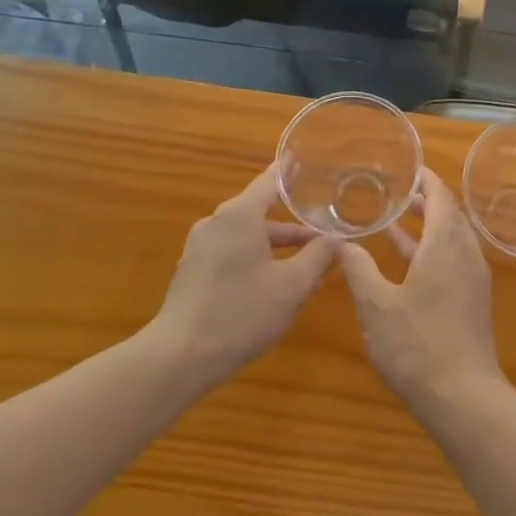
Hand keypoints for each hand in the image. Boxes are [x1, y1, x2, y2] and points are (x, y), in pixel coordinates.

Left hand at [152, 165, 340, 387]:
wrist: (179, 357)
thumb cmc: (241, 312)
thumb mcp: (292, 286)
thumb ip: (318, 257)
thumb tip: (336, 239)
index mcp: (239, 216)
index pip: (269, 182)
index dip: (290, 172)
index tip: (304, 159)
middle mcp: (216, 223)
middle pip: (260, 212)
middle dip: (293, 223)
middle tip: (323, 226)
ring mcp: (200, 248)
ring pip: (247, 236)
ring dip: (276, 246)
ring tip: (307, 262)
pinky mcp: (192, 272)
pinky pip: (231, 253)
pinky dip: (256, 258)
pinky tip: (274, 283)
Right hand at [337, 169, 507, 415]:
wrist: (463, 397)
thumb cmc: (417, 345)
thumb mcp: (376, 305)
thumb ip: (358, 269)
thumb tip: (341, 242)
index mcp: (446, 246)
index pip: (441, 196)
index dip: (425, 179)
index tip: (405, 168)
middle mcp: (466, 255)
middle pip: (450, 214)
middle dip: (425, 200)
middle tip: (395, 190)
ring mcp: (473, 279)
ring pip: (452, 238)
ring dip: (428, 225)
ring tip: (396, 218)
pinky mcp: (472, 300)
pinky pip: (454, 259)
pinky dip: (432, 250)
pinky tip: (406, 263)